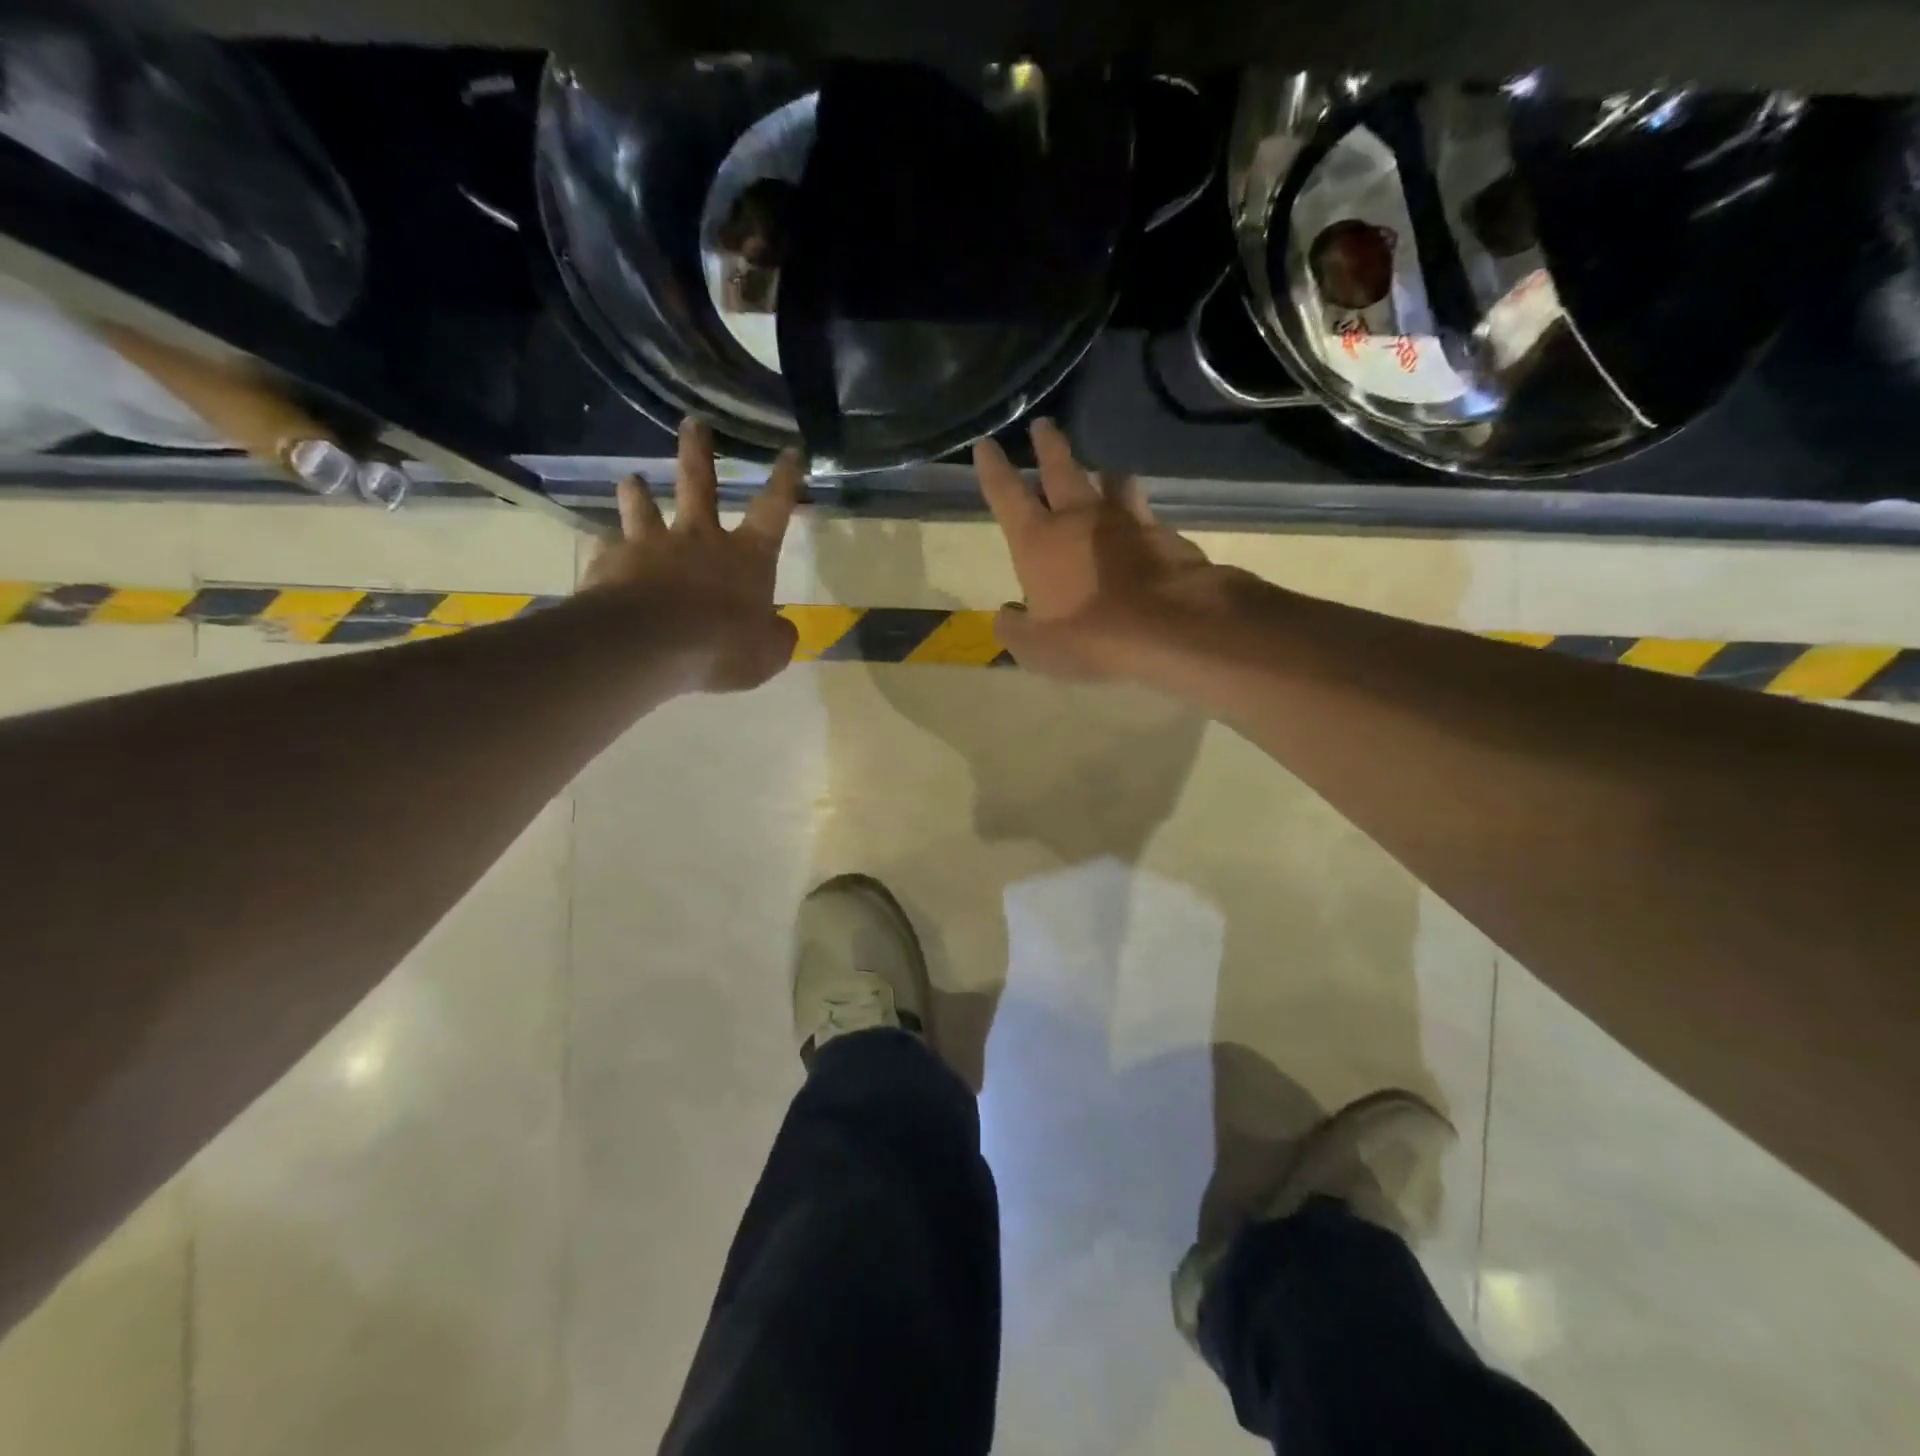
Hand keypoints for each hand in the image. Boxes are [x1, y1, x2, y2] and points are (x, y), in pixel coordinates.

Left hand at [581, 418, 801, 692]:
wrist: (648, 646)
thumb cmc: (722, 647)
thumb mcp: (767, 654)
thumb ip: (776, 637)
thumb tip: (779, 628)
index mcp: (746, 557)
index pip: (773, 510)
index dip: (785, 481)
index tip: (790, 451)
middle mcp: (699, 540)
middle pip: (700, 485)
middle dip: (699, 453)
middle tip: (693, 423)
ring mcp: (651, 547)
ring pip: (644, 508)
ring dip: (639, 493)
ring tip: (632, 480)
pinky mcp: (612, 563)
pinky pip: (610, 550)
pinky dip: (610, 550)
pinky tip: (603, 554)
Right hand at [975, 418, 1238, 684]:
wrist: (1170, 627)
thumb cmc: (1090, 637)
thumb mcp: (1037, 649)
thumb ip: (1014, 630)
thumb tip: (1006, 616)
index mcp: (1039, 540)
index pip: (1006, 494)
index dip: (993, 469)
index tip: (985, 444)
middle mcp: (1080, 518)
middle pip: (1060, 470)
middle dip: (1048, 446)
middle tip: (1043, 424)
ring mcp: (1126, 521)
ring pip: (1111, 483)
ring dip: (1103, 475)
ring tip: (1105, 471)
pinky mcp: (1165, 534)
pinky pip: (1145, 514)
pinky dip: (1137, 513)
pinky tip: (1142, 525)